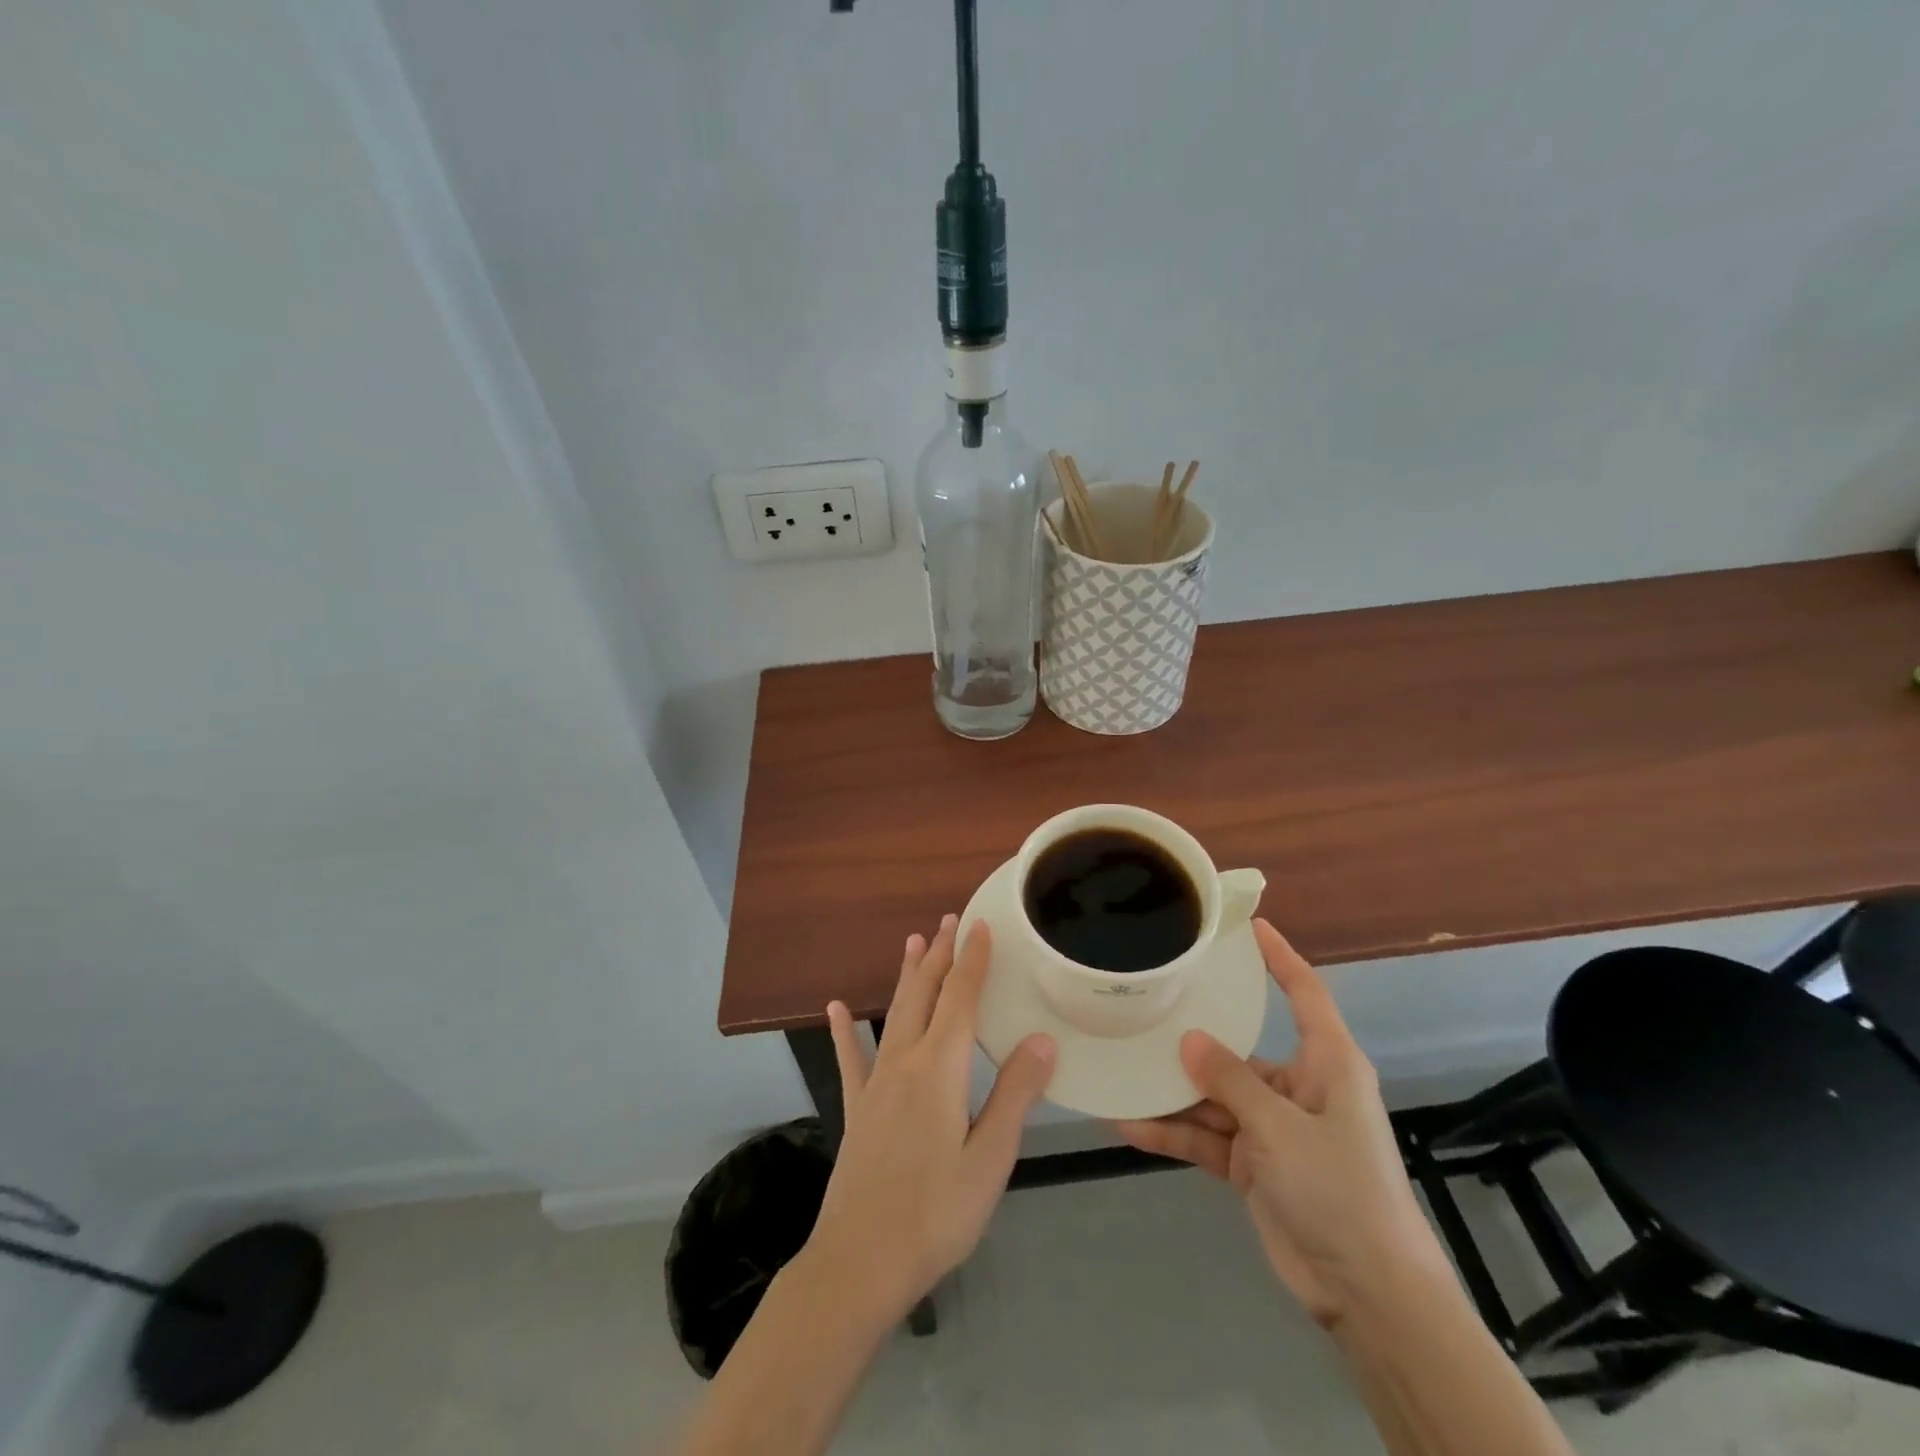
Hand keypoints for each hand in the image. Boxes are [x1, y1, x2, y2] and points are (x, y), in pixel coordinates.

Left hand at [802, 916, 1055, 1328]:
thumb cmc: (935, 1213)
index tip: (981, 925)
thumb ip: (1014, 1095)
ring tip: (913, 941)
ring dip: (906, 975)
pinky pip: (850, 1058)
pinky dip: (845, 1030)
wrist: (859, 1263)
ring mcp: (875, 1083)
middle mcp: (904, 1061)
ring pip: (893, 1014)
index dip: (972, 960)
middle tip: (950, 920)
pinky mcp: (857, 1108)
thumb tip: (1042, 1040)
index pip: (960, 999)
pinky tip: (835, 1008)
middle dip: (939, 954)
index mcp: (939, 1069)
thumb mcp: (989, 1159)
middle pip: (924, 994)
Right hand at [1115, 919, 1445, 1329]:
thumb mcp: (1281, 1128)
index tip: (1248, 925)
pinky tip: (1129, 1125)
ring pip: (1215, 1097)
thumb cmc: (1340, 1190)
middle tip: (1146, 1006)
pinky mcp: (1254, 1164)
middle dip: (1194, 1038)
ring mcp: (1274, 1128)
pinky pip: (1207, 1137)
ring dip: (1172, 1094)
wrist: (1369, 1294)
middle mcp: (1299, 1087)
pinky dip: (1173, 1134)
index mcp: (1326, 1064)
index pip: (1304, 993)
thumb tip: (1188, 1040)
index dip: (1280, 957)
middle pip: (1239, 1049)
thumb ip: (1231, 1081)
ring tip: (1121, 1071)